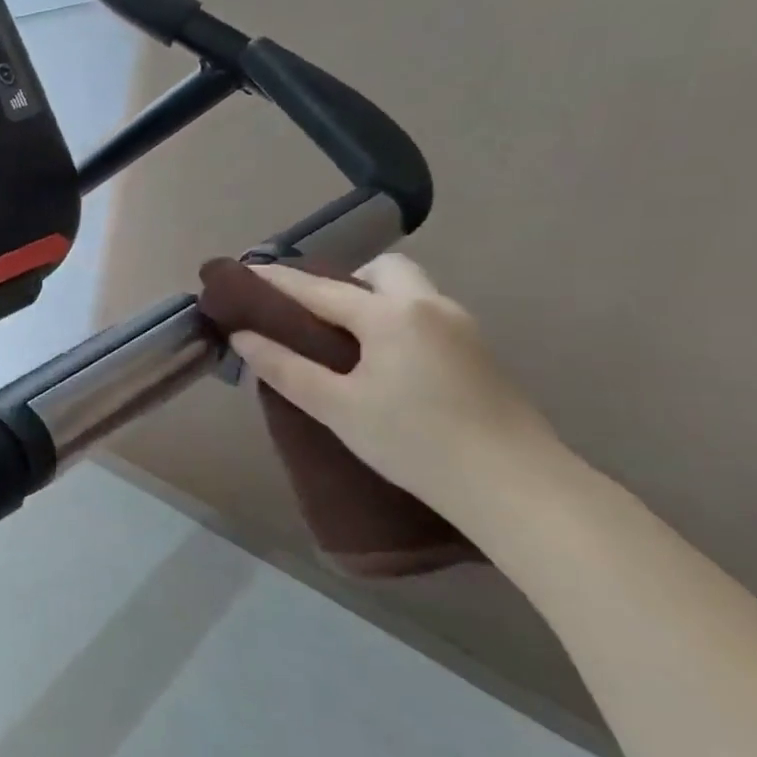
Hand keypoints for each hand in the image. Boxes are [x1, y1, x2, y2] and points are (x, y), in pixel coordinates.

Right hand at [230, 254, 562, 518]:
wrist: (515, 486)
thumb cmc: (414, 442)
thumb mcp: (336, 407)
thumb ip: (285, 367)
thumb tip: (243, 336)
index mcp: (391, 315)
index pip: (319, 288)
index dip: (276, 281)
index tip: (242, 272)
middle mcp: (430, 307)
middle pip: (382, 271)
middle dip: (344, 282)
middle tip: (313, 316)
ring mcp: (463, 328)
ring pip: (410, 292)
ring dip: (373, 301)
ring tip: (344, 342)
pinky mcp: (480, 354)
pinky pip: (426, 317)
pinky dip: (396, 322)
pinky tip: (384, 363)